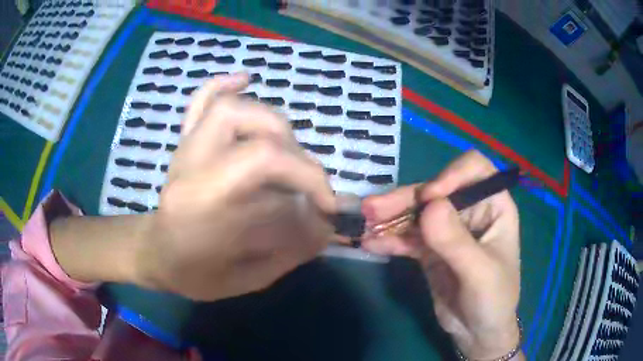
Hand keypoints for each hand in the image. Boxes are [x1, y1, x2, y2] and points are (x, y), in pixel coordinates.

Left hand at [132, 72, 337, 300]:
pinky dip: (224, 85)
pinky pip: (200, 102)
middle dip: (296, 154)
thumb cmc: (194, 274)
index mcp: (202, 203)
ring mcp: (186, 147)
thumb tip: (326, 223)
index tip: (326, 205)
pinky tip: (244, 79)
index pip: (263, 161)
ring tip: (288, 152)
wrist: (154, 254)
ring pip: (231, 107)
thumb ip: (290, 250)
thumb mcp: (246, 277)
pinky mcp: (185, 140)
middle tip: (307, 186)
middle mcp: (192, 164)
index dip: (307, 174)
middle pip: (253, 127)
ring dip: (273, 123)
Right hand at [361, 151, 521, 359]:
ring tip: (366, 225)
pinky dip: (389, 239)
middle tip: (373, 208)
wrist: (477, 332)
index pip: (475, 170)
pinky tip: (371, 245)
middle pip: (436, 191)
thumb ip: (456, 241)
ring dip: (390, 217)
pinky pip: (407, 237)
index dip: (451, 174)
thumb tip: (429, 205)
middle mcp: (470, 211)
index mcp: (493, 206)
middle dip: (406, 198)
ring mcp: (447, 230)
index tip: (429, 198)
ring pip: (416, 213)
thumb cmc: (493, 299)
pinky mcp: (429, 249)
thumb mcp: (480, 273)